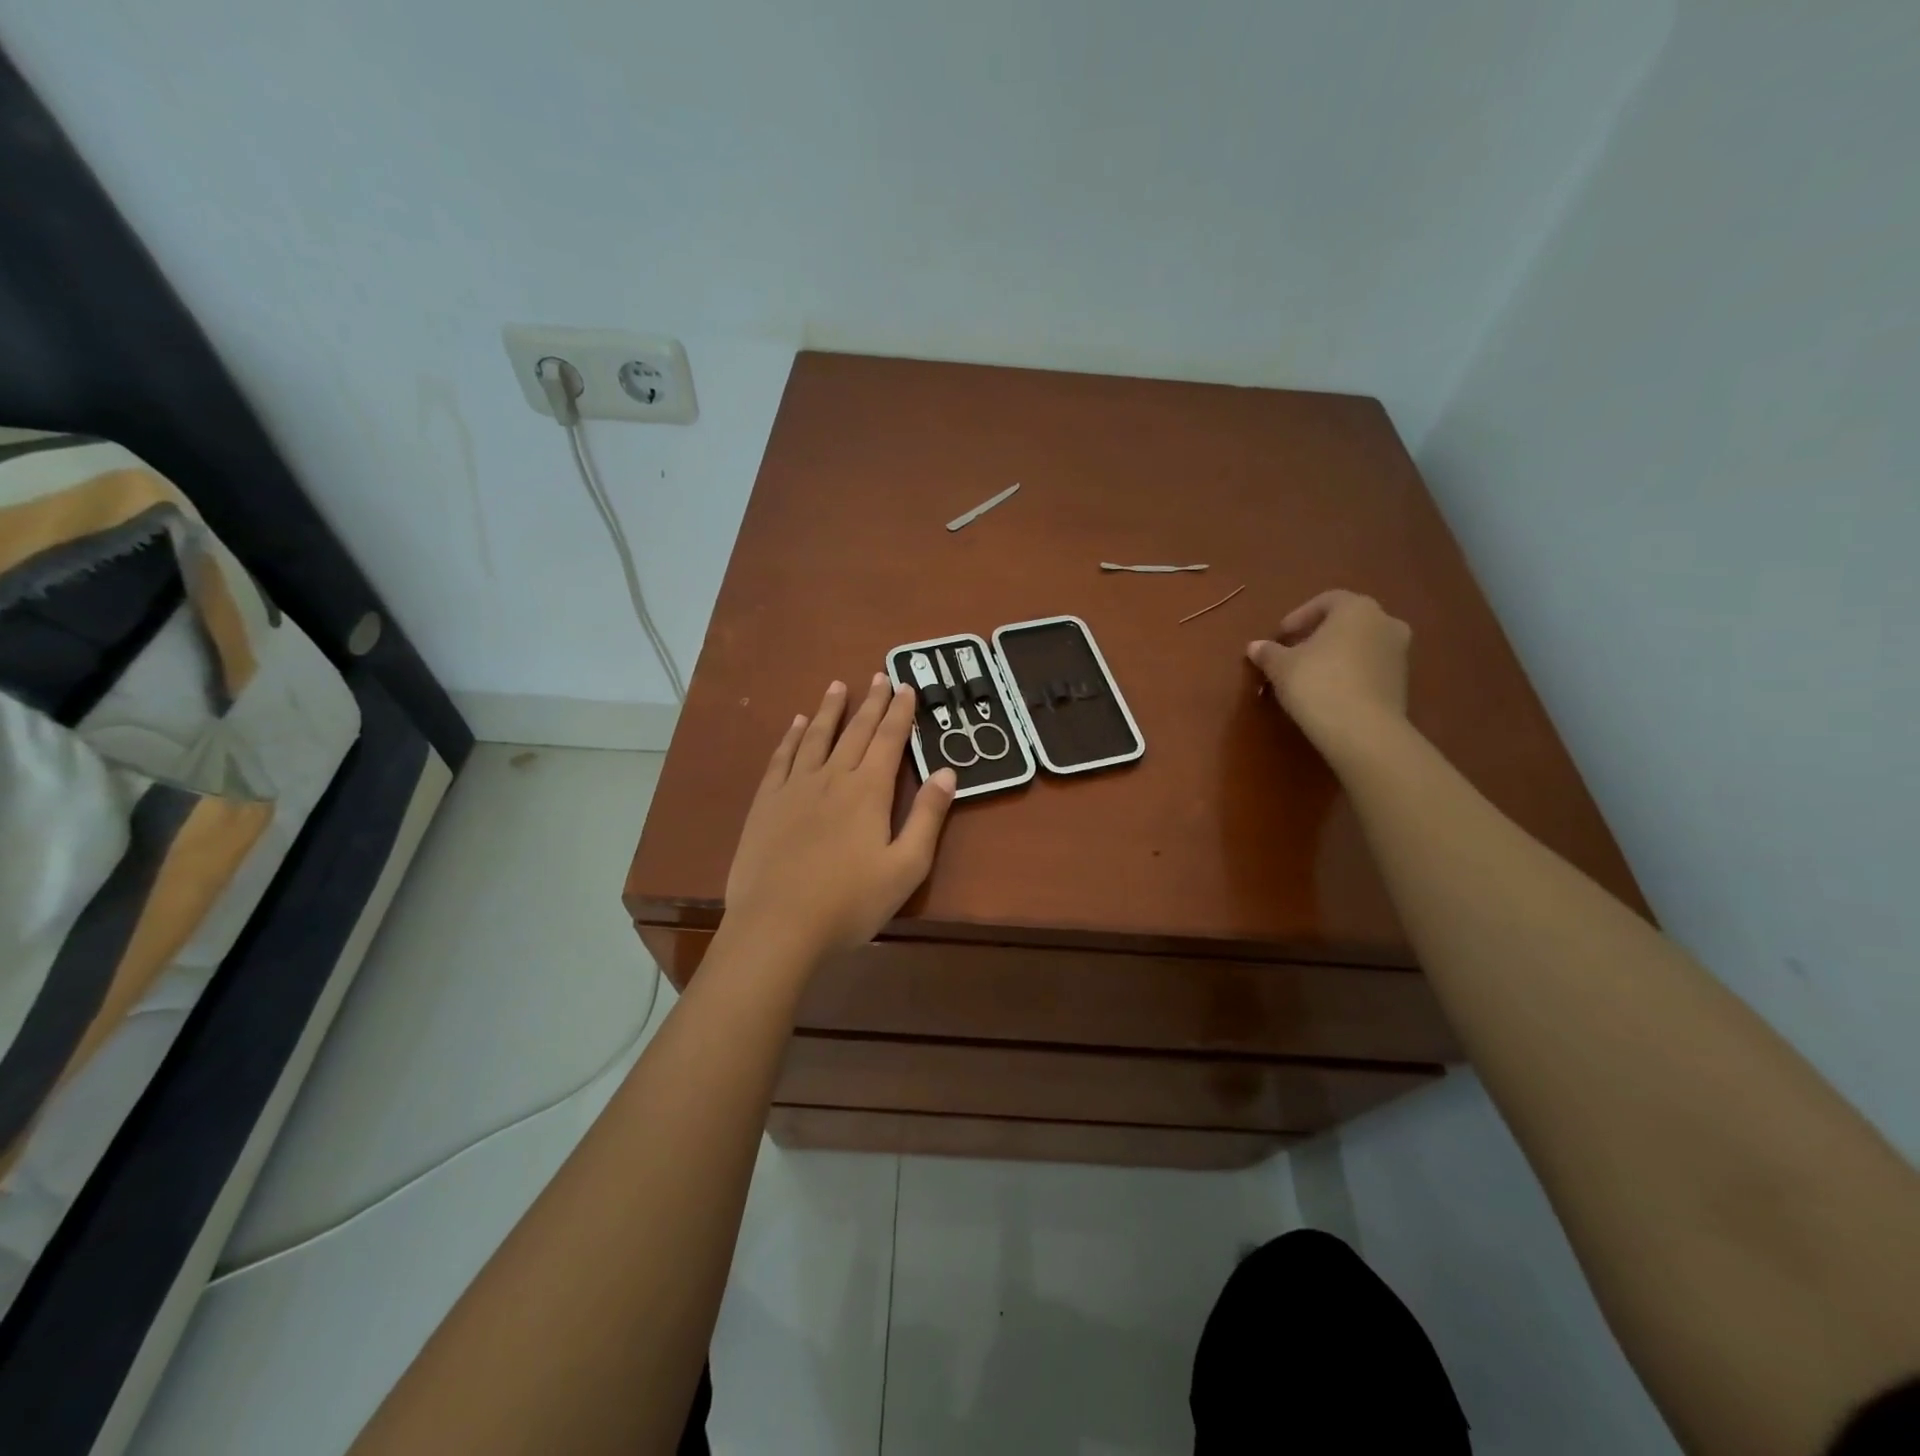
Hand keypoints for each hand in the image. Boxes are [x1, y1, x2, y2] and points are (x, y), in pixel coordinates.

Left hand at [724, 674, 957, 960]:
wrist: (778, 926)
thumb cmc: (850, 903)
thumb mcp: (906, 867)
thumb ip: (927, 817)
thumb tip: (947, 772)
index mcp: (869, 791)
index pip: (889, 740)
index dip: (900, 712)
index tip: (906, 686)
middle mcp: (832, 777)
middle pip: (855, 731)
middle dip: (871, 703)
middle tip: (879, 676)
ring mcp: (795, 787)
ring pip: (817, 737)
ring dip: (830, 710)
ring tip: (838, 686)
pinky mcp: (766, 803)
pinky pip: (782, 758)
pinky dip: (792, 737)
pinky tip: (797, 724)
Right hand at [1247, 590, 1411, 756]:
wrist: (1362, 730)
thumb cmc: (1317, 683)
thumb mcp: (1281, 666)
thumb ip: (1268, 652)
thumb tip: (1255, 646)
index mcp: (1356, 608)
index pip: (1326, 601)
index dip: (1299, 616)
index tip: (1280, 636)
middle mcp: (1385, 622)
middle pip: (1347, 622)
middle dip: (1319, 635)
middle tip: (1294, 653)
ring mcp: (1399, 653)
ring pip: (1360, 645)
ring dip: (1336, 654)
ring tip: (1310, 675)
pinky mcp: (1402, 682)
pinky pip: (1370, 668)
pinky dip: (1351, 673)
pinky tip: (1330, 692)